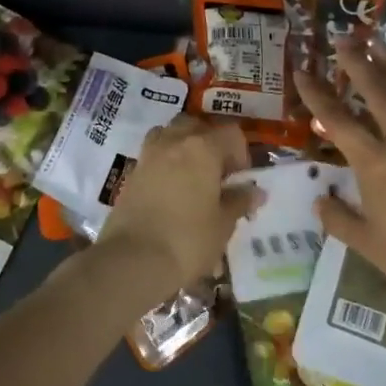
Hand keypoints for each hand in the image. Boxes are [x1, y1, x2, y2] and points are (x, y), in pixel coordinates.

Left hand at [88, 116, 259, 318]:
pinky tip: (171, 192)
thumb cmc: (188, 240)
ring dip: (183, 147)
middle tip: (217, 174)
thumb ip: (239, 201)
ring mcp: (148, 155)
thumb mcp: (223, 224)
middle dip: (209, 142)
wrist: (133, 259)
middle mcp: (173, 142)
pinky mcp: (130, 174)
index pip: (231, 133)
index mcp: (202, 148)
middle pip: (195, 125)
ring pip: (169, 135)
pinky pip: (153, 156)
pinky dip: (164, 164)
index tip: (240, 179)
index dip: (241, 153)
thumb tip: (255, 191)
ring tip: (192, 178)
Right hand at [293, 35, 385, 304]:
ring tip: (380, 43)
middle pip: (376, 92)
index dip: (316, 94)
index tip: (302, 71)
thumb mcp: (369, 246)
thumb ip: (340, 220)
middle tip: (344, 37)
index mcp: (374, 163)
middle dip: (356, 63)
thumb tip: (320, 201)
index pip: (336, 120)